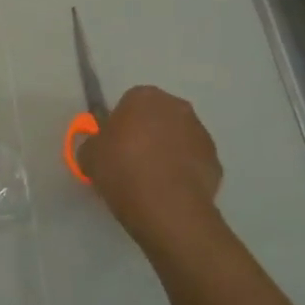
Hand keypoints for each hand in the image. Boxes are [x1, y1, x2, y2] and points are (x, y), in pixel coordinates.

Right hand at [87, 86, 226, 258]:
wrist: (167, 207)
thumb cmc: (122, 170)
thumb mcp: (89, 155)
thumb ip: (93, 144)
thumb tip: (99, 147)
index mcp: (145, 97)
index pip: (129, 102)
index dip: (120, 124)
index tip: (113, 146)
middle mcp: (177, 107)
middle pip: (157, 117)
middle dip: (146, 133)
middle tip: (130, 161)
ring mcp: (201, 134)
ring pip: (178, 139)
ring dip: (166, 152)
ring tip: (150, 181)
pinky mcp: (216, 161)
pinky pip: (192, 162)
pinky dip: (182, 172)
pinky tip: (168, 192)